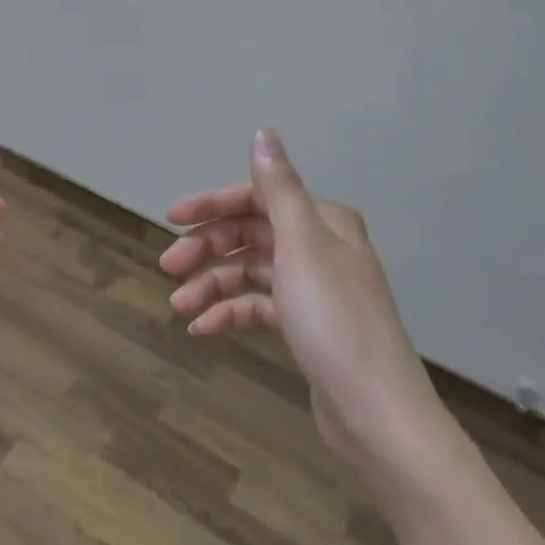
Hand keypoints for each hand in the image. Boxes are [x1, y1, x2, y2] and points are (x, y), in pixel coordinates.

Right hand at [162, 130, 451, 465]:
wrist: (376, 412)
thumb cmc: (335, 319)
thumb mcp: (301, 245)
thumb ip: (278, 187)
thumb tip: (263, 132)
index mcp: (323, 221)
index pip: (258, 198)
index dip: (213, 205)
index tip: (171, 218)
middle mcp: (319, 247)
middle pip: (250, 235)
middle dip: (207, 249)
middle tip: (168, 268)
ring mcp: (312, 289)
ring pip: (250, 273)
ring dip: (212, 285)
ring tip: (179, 306)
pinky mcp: (305, 326)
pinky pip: (258, 306)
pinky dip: (230, 313)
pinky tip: (203, 328)